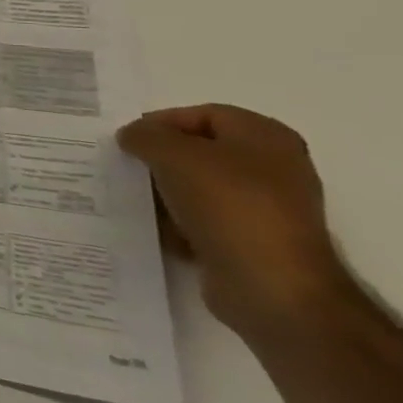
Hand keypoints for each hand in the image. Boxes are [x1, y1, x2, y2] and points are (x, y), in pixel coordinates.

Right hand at [118, 105, 351, 340]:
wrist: (274, 289)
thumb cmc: (229, 206)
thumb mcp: (173, 154)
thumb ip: (145, 135)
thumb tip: (133, 137)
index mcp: (266, 137)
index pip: (201, 114)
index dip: (161, 123)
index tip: (128, 141)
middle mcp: (273, 168)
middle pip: (199, 152)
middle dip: (160, 159)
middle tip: (129, 168)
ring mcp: (266, 209)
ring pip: (198, 188)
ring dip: (165, 193)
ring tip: (139, 200)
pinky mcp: (254, 242)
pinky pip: (205, 221)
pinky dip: (180, 224)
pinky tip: (160, 232)